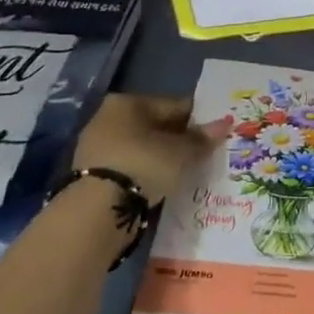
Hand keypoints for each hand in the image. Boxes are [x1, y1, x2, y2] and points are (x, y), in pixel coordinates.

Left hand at [72, 93, 223, 204]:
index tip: (212, 134)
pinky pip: (127, 169)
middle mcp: (107, 118)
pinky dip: (143, 175)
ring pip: (140, 149)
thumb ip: (202, 139)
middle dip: (176, 140)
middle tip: (200, 156)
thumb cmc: (143, 165)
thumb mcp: (181, 153)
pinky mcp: (89, 176)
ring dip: (159, 159)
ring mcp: (95, 148)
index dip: (195, 119)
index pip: (171, 106)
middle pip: (154, 126)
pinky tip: (158, 187)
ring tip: (182, 175)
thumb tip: (224, 124)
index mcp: (127, 102)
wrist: (96, 211)